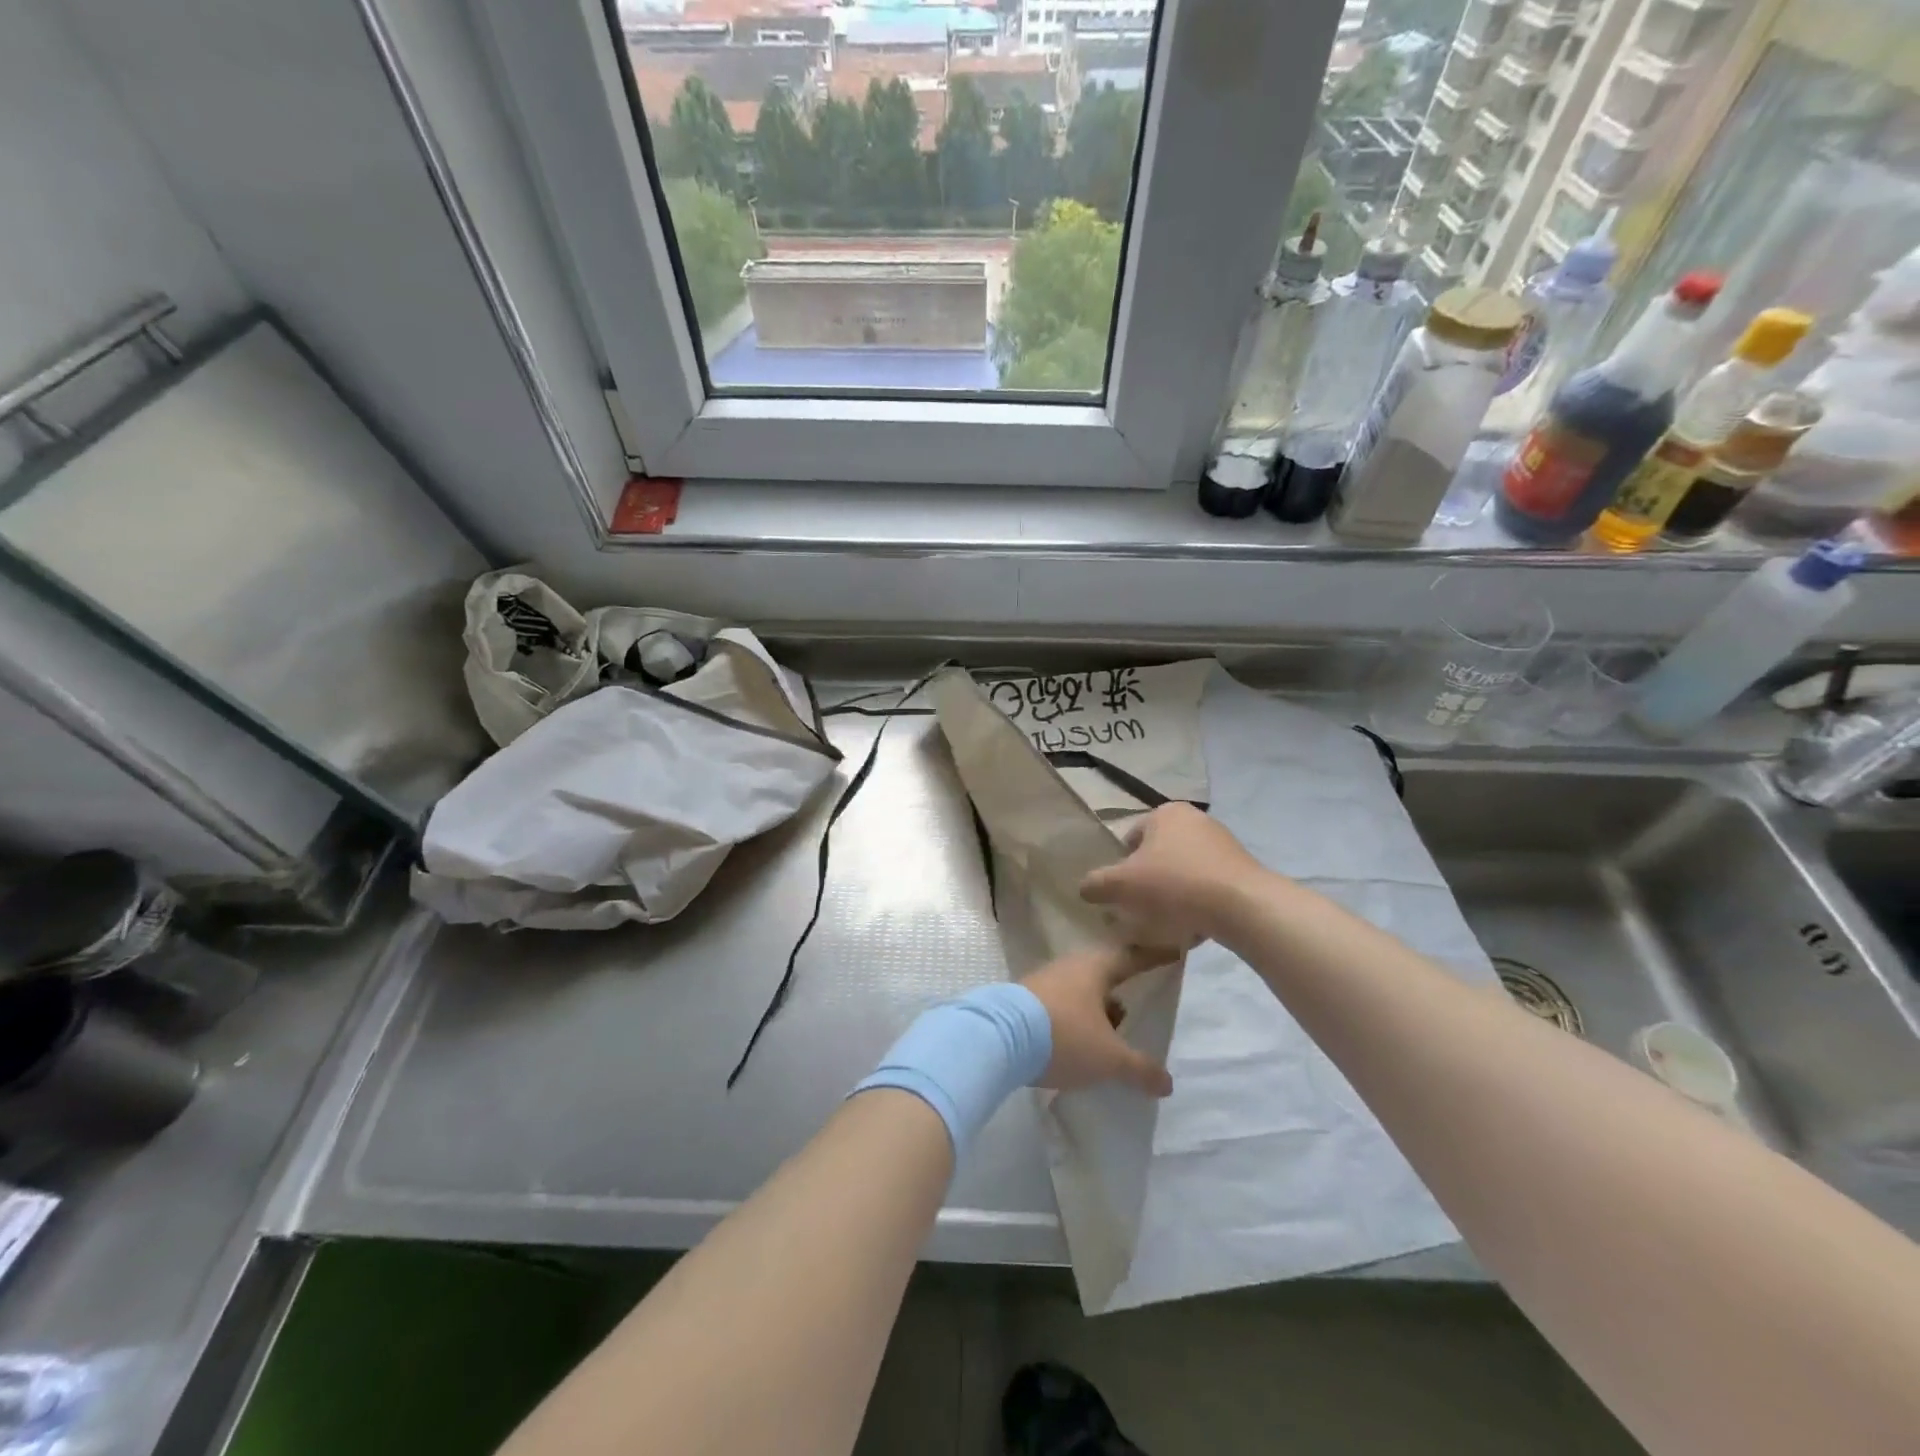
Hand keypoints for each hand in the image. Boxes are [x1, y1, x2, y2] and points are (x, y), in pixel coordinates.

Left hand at [1019, 945, 1175, 1097]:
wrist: (996, 1038)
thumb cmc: (1063, 1037)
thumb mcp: (1109, 1058)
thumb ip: (1140, 1068)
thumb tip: (1168, 1083)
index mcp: (1095, 968)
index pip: (1132, 957)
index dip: (1154, 958)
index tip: (1174, 953)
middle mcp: (1069, 967)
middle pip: (1103, 974)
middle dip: (1122, 990)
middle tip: (1141, 1005)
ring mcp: (1044, 982)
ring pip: (1081, 991)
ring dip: (1097, 1009)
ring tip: (1112, 1034)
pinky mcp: (1024, 1002)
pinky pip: (1061, 1006)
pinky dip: (1076, 1020)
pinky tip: (1079, 1043)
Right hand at [1079, 803, 1269, 948]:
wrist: (1242, 906)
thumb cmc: (1174, 885)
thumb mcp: (1122, 885)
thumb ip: (1096, 884)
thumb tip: (1085, 888)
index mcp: (1165, 812)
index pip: (1131, 838)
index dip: (1122, 866)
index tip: (1123, 893)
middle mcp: (1195, 818)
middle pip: (1158, 853)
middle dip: (1148, 879)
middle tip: (1142, 907)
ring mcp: (1222, 841)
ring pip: (1183, 869)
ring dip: (1173, 891)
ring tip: (1168, 920)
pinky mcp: (1241, 866)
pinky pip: (1207, 883)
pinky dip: (1197, 899)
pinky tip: (1195, 922)